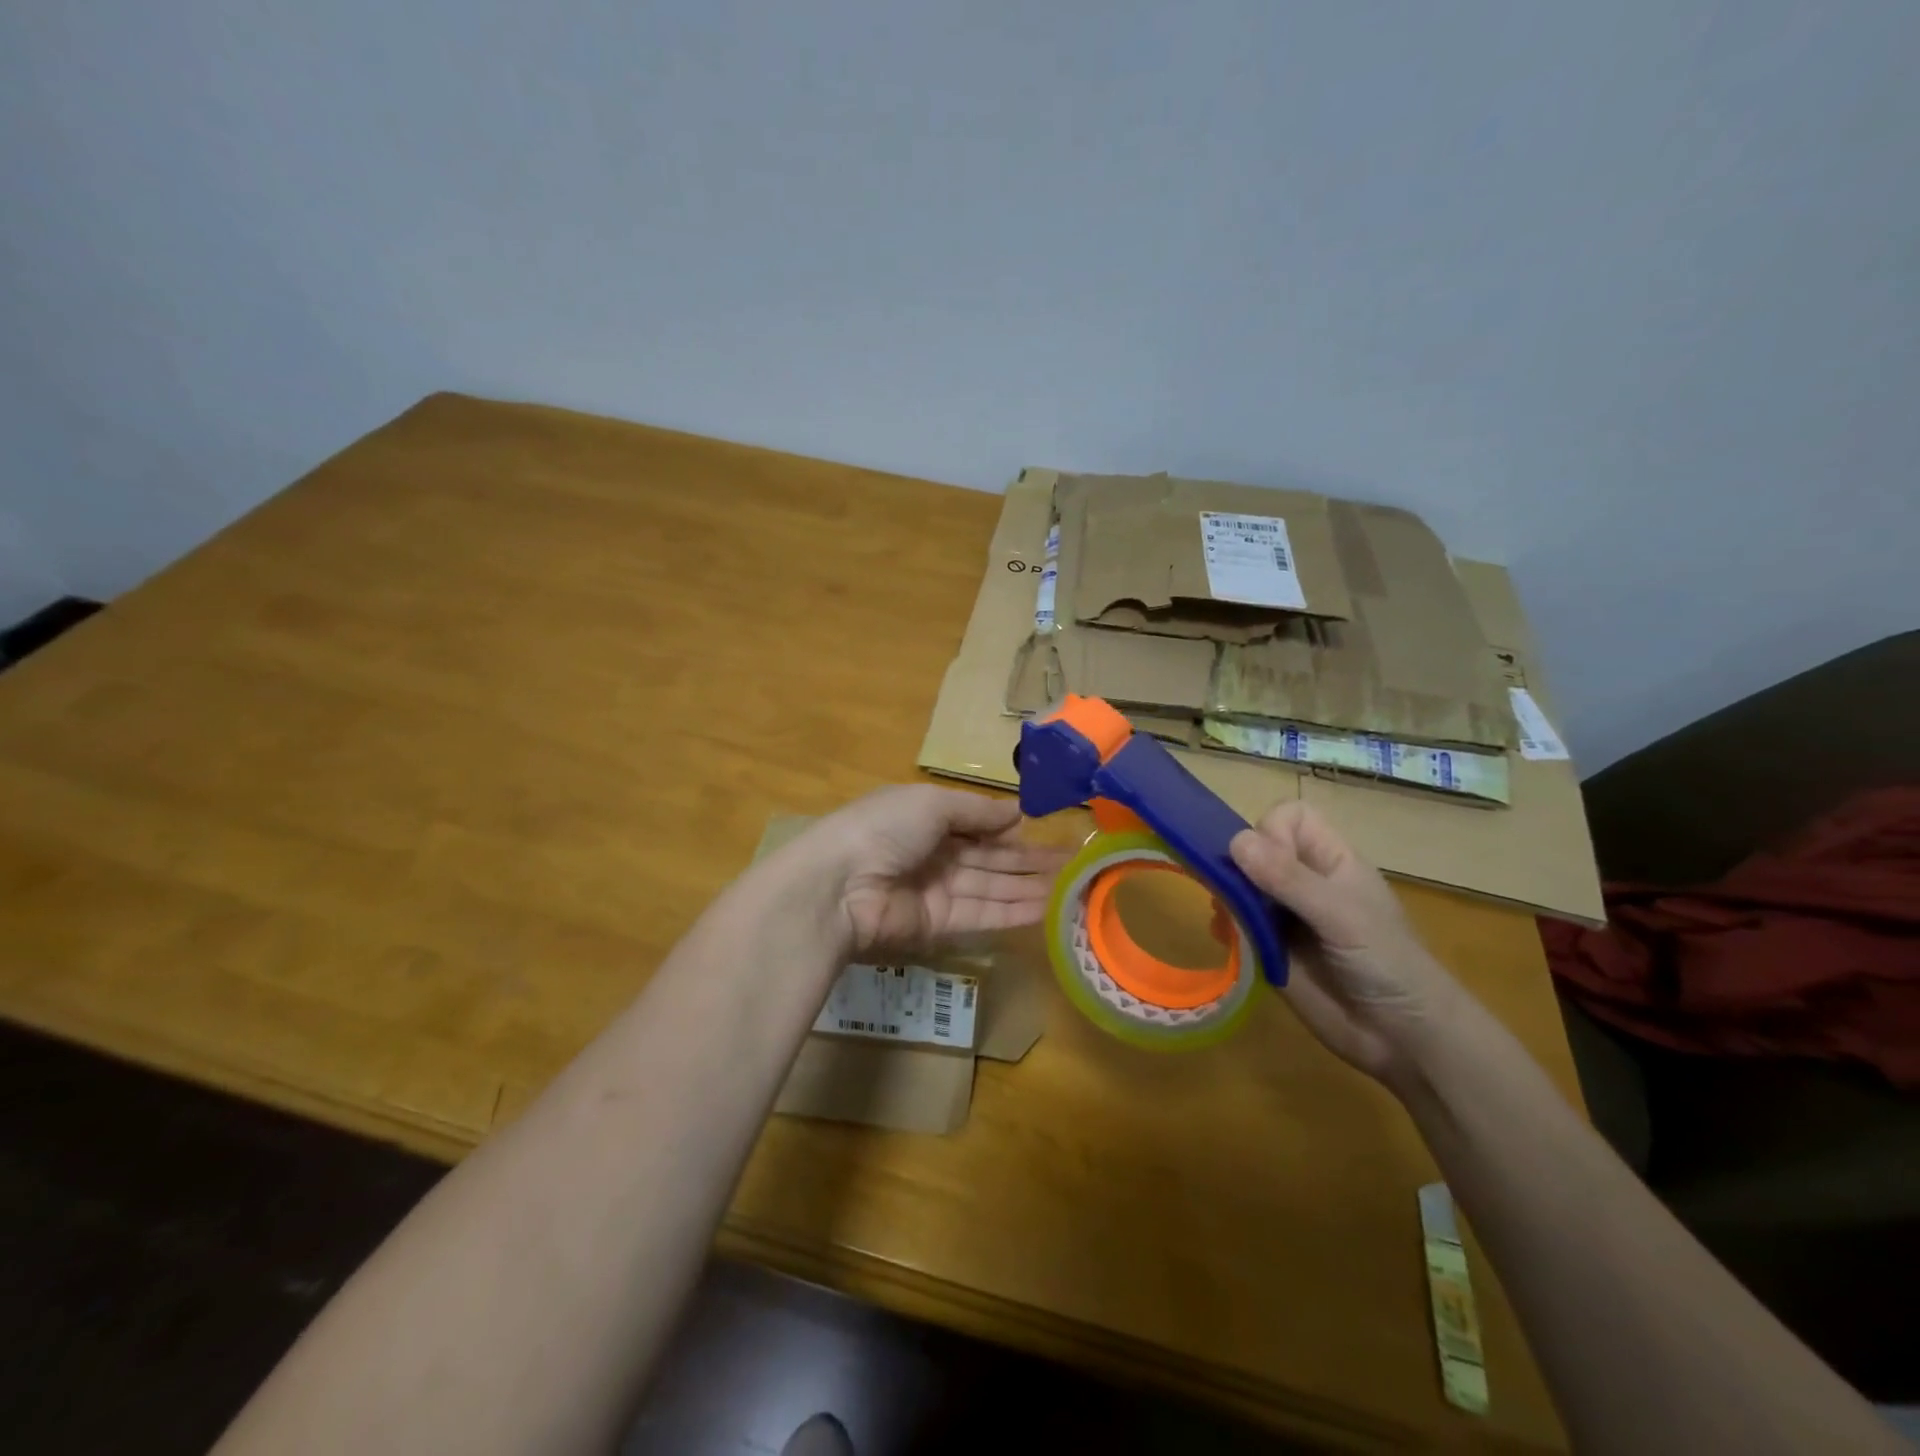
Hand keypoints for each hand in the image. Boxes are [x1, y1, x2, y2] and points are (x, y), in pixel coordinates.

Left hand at [798, 786, 1067, 958]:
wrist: (838, 886)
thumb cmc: (884, 828)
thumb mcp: (931, 804)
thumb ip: (976, 811)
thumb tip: (1016, 813)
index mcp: (926, 819)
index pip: (977, 825)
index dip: (1012, 830)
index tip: (1050, 832)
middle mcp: (934, 854)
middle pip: (990, 859)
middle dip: (1030, 861)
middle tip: (1075, 864)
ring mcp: (936, 891)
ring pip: (992, 888)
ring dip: (1030, 888)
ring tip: (1073, 886)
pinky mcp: (938, 926)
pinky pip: (982, 915)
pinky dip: (1013, 912)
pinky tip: (1047, 908)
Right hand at [1230, 801, 1461, 1084]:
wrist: (1404, 1040)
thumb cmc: (1389, 965)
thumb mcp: (1342, 916)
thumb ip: (1290, 879)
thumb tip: (1235, 841)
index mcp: (1330, 861)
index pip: (1288, 818)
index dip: (1272, 831)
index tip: (1270, 864)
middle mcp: (1303, 881)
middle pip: (1256, 847)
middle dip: (1238, 863)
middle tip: (1237, 892)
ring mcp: (1284, 915)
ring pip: (1240, 883)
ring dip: (1226, 893)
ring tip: (1227, 916)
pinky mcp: (1268, 948)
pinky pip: (1235, 923)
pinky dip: (1224, 924)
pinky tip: (1226, 937)